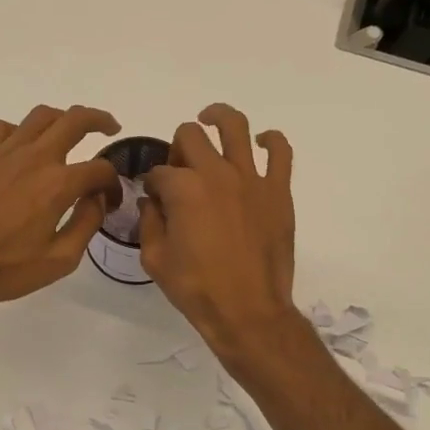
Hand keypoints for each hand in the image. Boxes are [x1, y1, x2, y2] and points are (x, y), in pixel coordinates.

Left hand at [0, 104, 121, 310]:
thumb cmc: (3, 269)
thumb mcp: (59, 260)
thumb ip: (86, 224)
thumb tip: (97, 199)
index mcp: (58, 184)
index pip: (100, 169)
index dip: (112, 183)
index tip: (110, 199)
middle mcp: (33, 157)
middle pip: (75, 120)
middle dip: (99, 120)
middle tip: (109, 127)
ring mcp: (1, 151)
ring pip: (40, 116)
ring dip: (62, 119)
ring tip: (67, 131)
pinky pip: (4, 127)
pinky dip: (21, 132)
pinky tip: (21, 148)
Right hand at [140, 103, 300, 359]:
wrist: (248, 311)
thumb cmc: (196, 288)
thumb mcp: (155, 258)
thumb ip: (149, 221)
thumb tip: (152, 200)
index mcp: (183, 189)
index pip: (158, 171)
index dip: (151, 183)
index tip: (154, 199)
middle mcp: (216, 173)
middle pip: (190, 135)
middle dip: (178, 147)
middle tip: (180, 169)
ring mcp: (251, 178)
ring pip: (234, 126)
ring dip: (217, 118)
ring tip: (210, 120)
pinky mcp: (278, 190)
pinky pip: (280, 151)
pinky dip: (270, 139)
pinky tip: (260, 143)